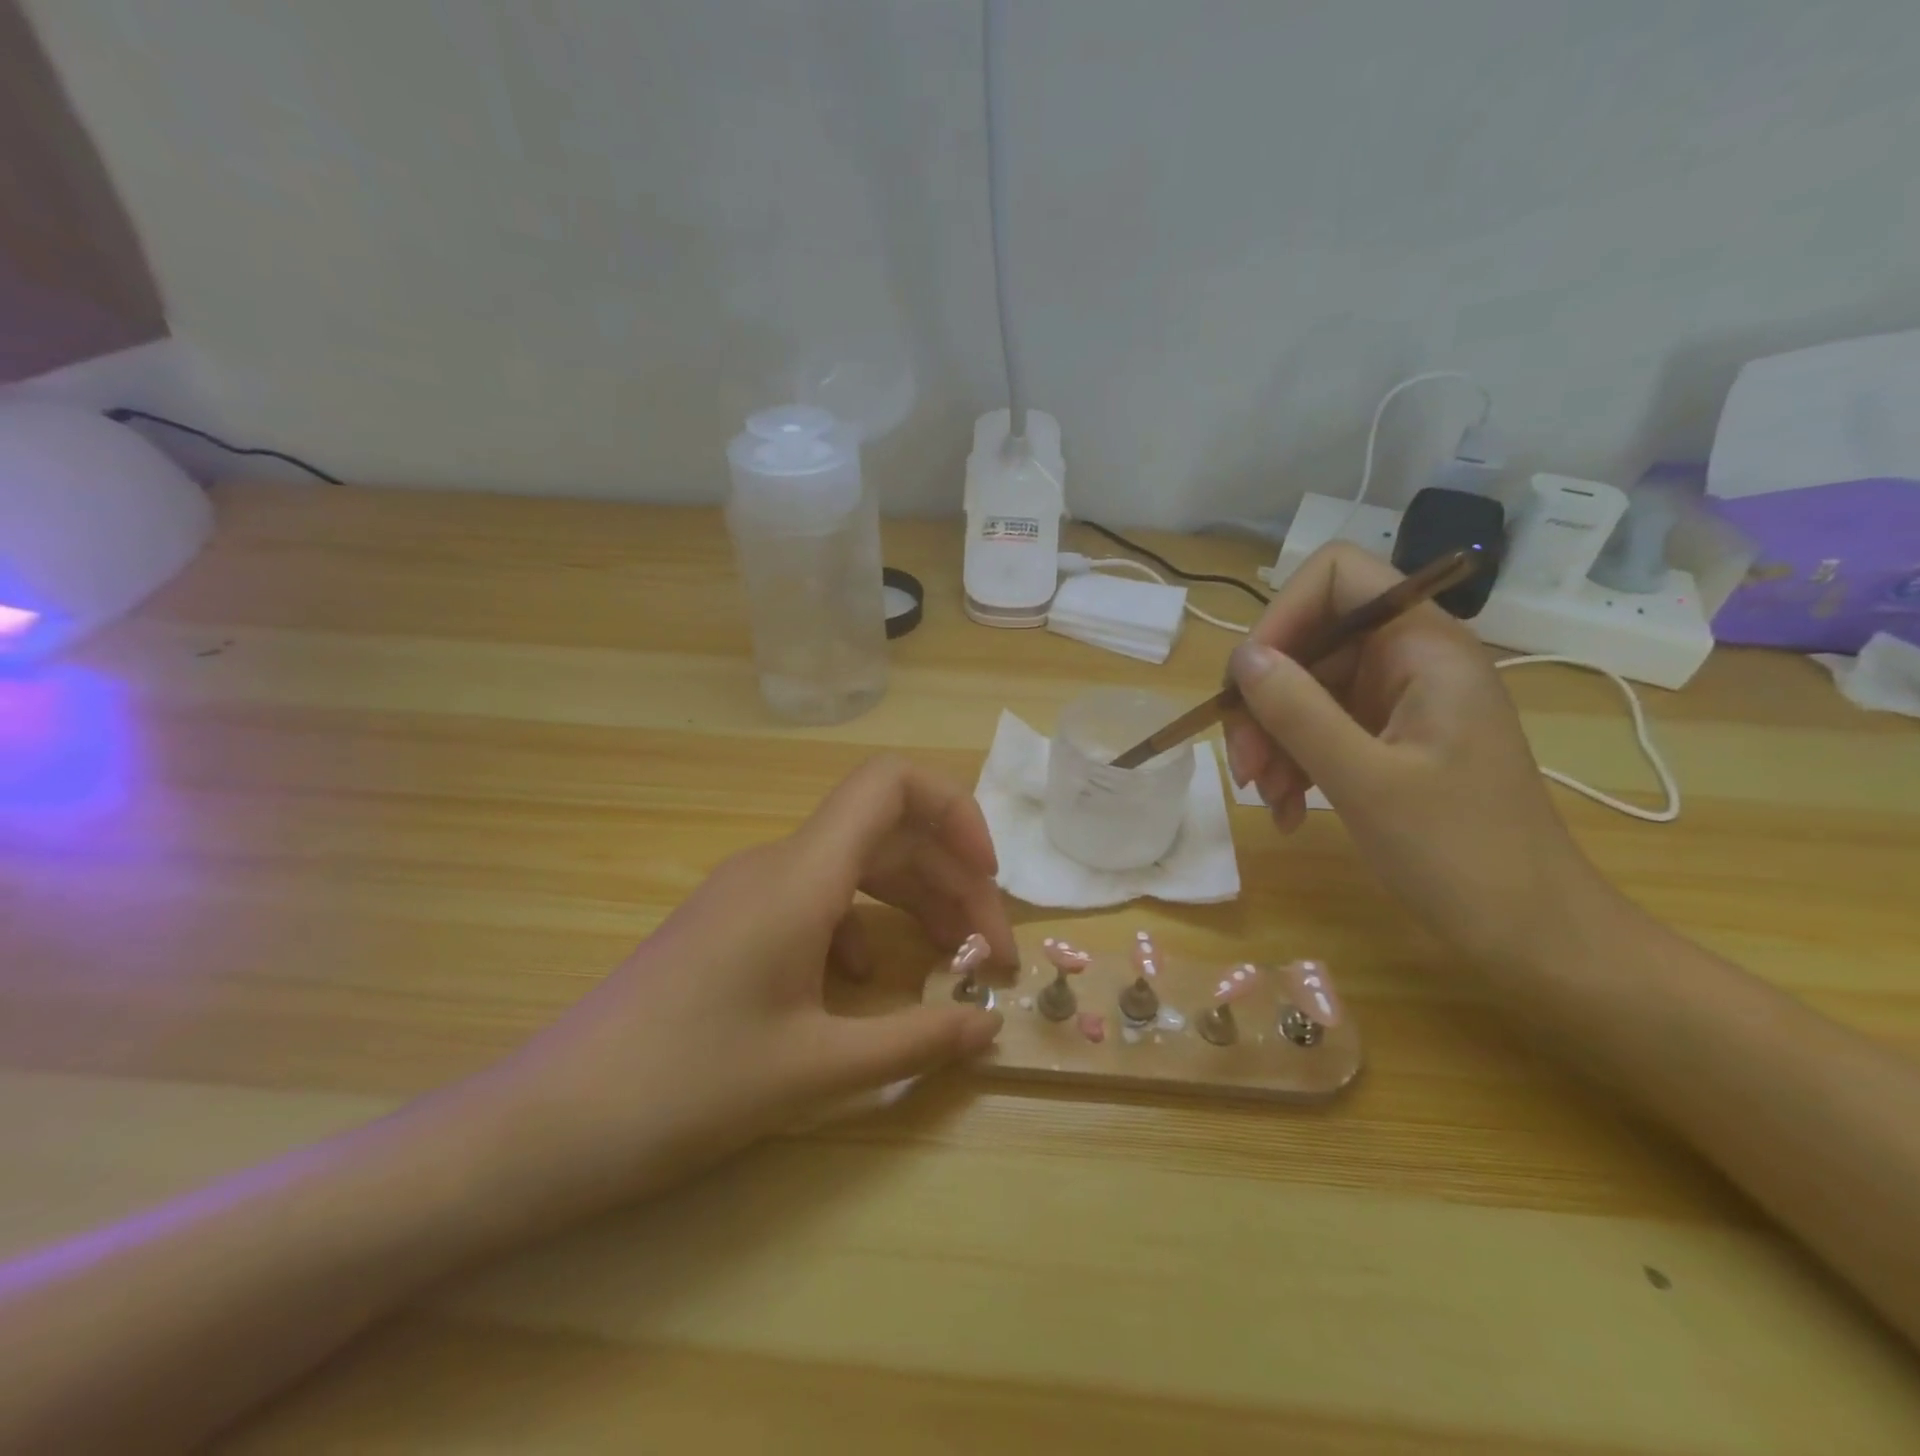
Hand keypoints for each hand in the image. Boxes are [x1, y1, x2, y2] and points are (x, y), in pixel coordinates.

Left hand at [474, 756, 1015, 1221]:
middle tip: (990, 958)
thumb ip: (915, 1042)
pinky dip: (864, 931)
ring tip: (950, 969)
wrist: (549, 1123)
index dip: (954, 811)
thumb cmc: (686, 1086)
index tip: (988, 877)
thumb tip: (989, 1029)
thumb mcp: (816, 1069)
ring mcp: (751, 893)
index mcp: (801, 876)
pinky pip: (819, 904)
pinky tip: (868, 987)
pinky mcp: (733, 924)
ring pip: (857, 871)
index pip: (891, 784)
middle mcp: (778, 865)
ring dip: (913, 908)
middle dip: (951, 884)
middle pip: (889, 835)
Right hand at [1220, 543, 1599, 967]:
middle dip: (1264, 700)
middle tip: (1245, 766)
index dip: (1282, 615)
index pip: (1337, 576)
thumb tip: (1242, 658)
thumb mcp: (1365, 781)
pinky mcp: (1391, 739)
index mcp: (1424, 648)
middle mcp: (1411, 660)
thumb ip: (1298, 711)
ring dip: (1273, 739)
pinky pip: (1321, 728)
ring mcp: (1400, 701)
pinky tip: (1287, 810)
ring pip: (1306, 689)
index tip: (1249, 682)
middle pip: (1309, 642)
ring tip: (1267, 797)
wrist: (1530, 930)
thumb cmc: (1460, 853)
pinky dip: (1294, 762)